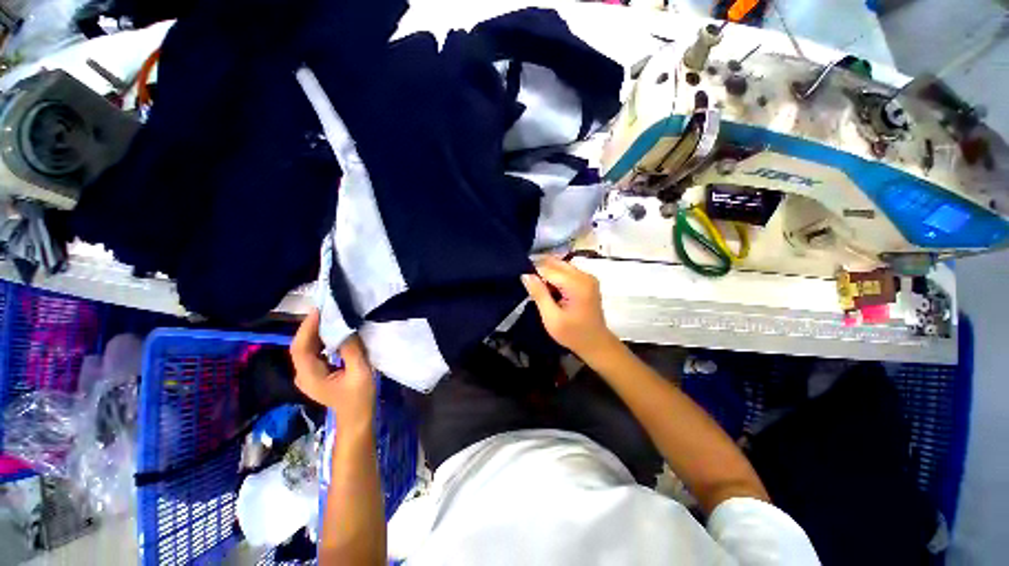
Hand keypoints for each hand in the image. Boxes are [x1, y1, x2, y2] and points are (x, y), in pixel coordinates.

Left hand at [290, 309, 375, 434]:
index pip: (300, 347)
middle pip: (300, 346)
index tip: (319, 310)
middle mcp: (302, 374)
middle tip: (327, 309)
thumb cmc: (359, 397)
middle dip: (311, 326)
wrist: (356, 418)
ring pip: (305, 348)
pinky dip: (320, 339)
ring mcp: (307, 374)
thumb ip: (351, 350)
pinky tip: (332, 332)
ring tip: (330, 316)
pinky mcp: (314, 373)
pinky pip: (313, 352)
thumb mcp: (360, 372)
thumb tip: (346, 327)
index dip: (307, 328)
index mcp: (310, 376)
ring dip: (315, 331)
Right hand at [521, 257, 618, 358]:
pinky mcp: (587, 280)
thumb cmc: (573, 334)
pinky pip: (566, 271)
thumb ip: (539, 294)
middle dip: (540, 270)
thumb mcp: (551, 318)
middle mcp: (584, 275)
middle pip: (556, 263)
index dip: (533, 272)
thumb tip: (525, 275)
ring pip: (560, 265)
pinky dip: (555, 276)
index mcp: (577, 284)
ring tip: (538, 288)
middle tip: (528, 283)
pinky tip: (550, 289)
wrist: (596, 343)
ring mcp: (587, 276)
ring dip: (547, 273)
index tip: (522, 281)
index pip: (549, 268)